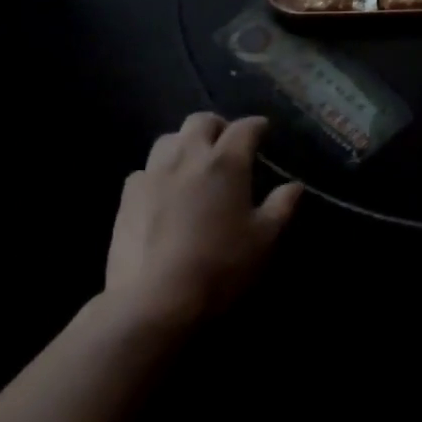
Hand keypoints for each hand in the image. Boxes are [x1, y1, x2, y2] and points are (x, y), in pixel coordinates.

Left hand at [102, 113, 301, 331]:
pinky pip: (145, 169)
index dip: (257, 126)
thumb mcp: (264, 240)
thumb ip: (281, 207)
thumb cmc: (220, 266)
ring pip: (168, 139)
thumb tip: (294, 186)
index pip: (244, 128)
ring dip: (185, 142)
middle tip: (228, 142)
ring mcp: (153, 174)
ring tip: (194, 161)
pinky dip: (159, 171)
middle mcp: (188, 156)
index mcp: (226, 162)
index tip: (264, 131)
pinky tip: (164, 190)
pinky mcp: (127, 197)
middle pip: (201, 121)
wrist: (154, 300)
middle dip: (218, 126)